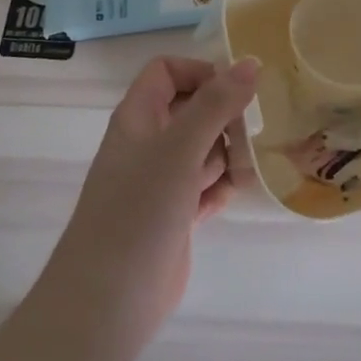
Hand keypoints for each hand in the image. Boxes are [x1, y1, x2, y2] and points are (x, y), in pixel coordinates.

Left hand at [45, 55, 258, 344]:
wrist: (110, 298)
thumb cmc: (140, 209)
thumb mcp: (180, 148)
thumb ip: (216, 104)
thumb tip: (250, 62)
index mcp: (138, 117)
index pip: (168, 72)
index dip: (201, 73)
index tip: (237, 92)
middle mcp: (148, 142)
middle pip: (193, 109)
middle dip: (224, 119)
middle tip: (250, 135)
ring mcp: (160, 180)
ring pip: (204, 149)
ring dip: (227, 156)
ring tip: (242, 172)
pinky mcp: (174, 213)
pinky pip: (205, 186)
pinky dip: (219, 188)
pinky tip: (227, 199)